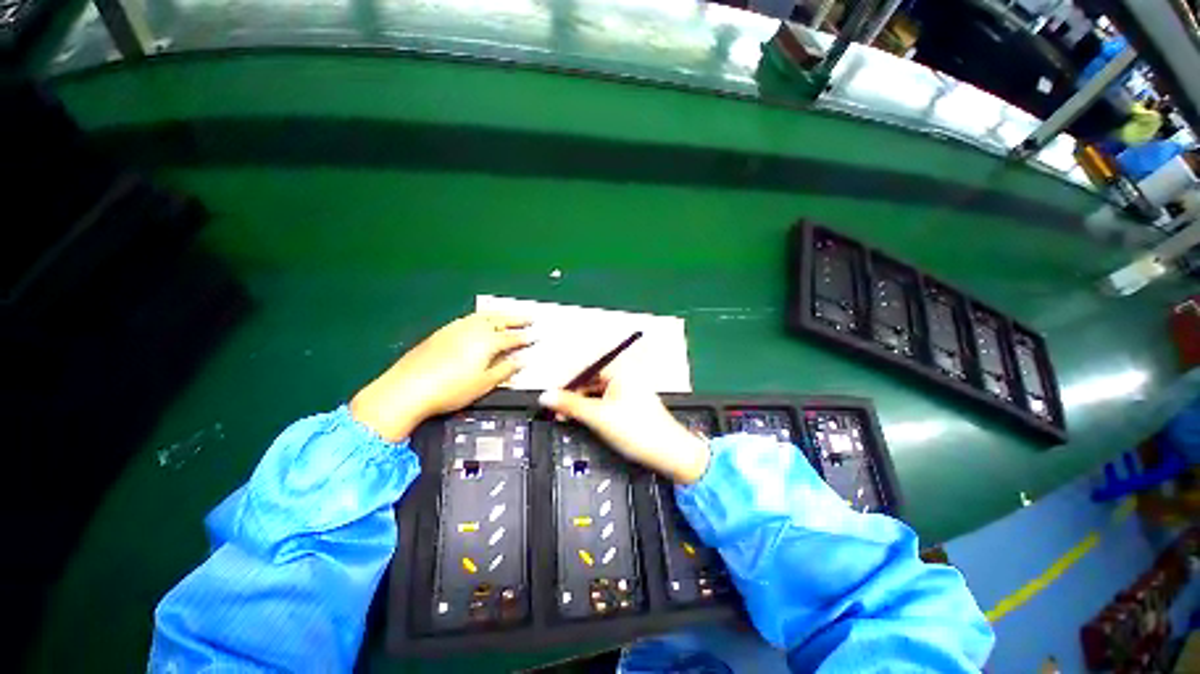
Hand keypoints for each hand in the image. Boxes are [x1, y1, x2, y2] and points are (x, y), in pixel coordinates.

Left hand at [351, 312, 532, 440]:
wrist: (406, 389)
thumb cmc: (450, 389)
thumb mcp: (484, 383)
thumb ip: (506, 369)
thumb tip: (522, 360)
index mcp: (487, 342)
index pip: (512, 337)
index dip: (526, 337)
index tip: (538, 335)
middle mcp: (473, 330)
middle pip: (500, 320)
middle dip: (517, 318)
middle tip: (530, 317)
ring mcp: (457, 328)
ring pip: (484, 316)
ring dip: (500, 315)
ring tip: (509, 316)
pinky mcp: (443, 331)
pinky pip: (469, 318)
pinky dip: (482, 317)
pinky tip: (481, 322)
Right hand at [538, 368, 710, 483]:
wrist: (669, 452)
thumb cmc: (638, 430)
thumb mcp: (598, 416)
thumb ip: (570, 404)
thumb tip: (545, 396)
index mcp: (618, 369)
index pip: (583, 367)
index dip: (563, 381)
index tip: (548, 396)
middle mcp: (623, 375)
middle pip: (588, 379)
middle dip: (571, 394)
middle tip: (555, 411)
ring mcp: (627, 388)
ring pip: (595, 391)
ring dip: (580, 403)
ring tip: (565, 417)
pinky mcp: (628, 402)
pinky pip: (603, 400)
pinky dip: (591, 408)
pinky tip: (582, 419)